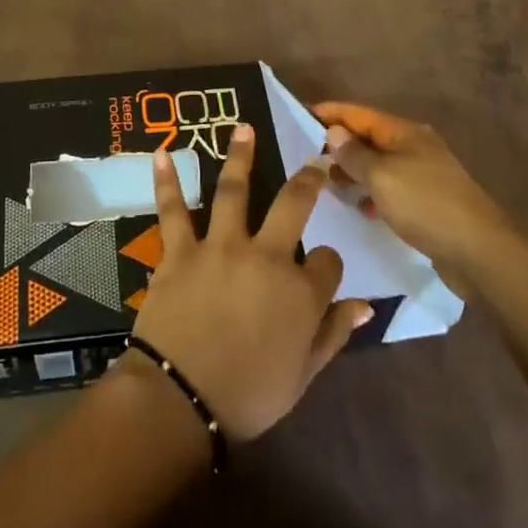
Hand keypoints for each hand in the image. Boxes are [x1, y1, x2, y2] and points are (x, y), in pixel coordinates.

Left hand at [132, 124, 370, 441]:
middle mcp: (265, 257)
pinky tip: (161, 155)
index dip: (328, 264)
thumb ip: (333, 333)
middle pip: (292, 206)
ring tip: (243, 128)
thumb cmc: (248, 396)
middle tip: (314, 160)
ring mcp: (220, 247)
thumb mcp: (303, 375)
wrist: (181, 399)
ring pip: (233, 191)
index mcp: (300, 291)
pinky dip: (167, 182)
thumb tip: (365, 304)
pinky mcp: (180, 250)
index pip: (327, 261)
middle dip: (308, 180)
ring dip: (240, 157)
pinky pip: (172, 210)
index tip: (323, 271)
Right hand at [313, 101, 510, 299]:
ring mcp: (425, 175)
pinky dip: (373, 194)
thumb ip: (354, 155)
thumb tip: (334, 132)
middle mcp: (416, 147)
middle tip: (308, 157)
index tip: (301, 114)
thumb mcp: (381, 177)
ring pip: (380, 166)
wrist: (479, 253)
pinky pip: (391, 189)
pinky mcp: (429, 203)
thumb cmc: (425, 205)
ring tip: (329, 185)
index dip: (331, 112)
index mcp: (405, 133)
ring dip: (355, 172)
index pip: (360, 114)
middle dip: (340, 145)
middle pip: (370, 138)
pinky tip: (361, 209)